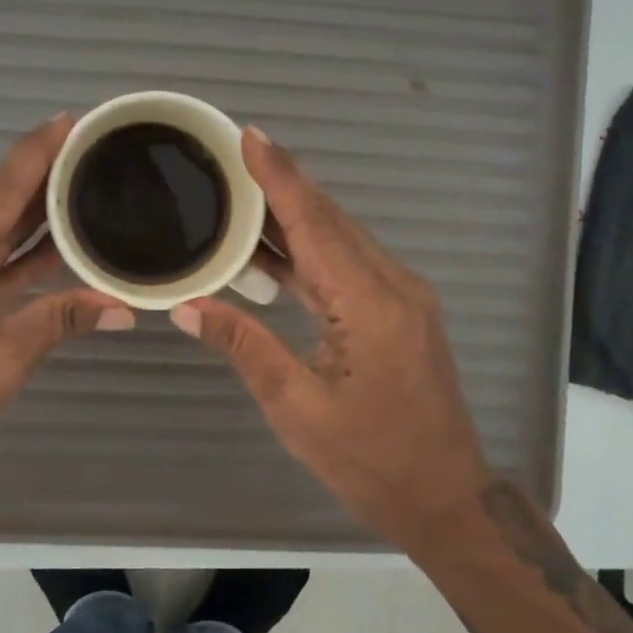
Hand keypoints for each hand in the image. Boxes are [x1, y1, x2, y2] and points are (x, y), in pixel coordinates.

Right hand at [171, 128, 490, 551]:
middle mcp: (394, 286)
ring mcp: (403, 297)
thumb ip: (245, 346)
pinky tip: (274, 250)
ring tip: (242, 194)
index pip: (316, 225)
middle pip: (331, 221)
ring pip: (342, 240)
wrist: (445, 497)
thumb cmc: (371, 461)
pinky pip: (349, 266)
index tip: (249, 135)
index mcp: (371, 305)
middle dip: (284, 184)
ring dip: (295, 216)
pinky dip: (310, 250)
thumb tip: (187, 306)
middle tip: (233, 155)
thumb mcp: (297, 408)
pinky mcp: (400, 312)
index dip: (280, 178)